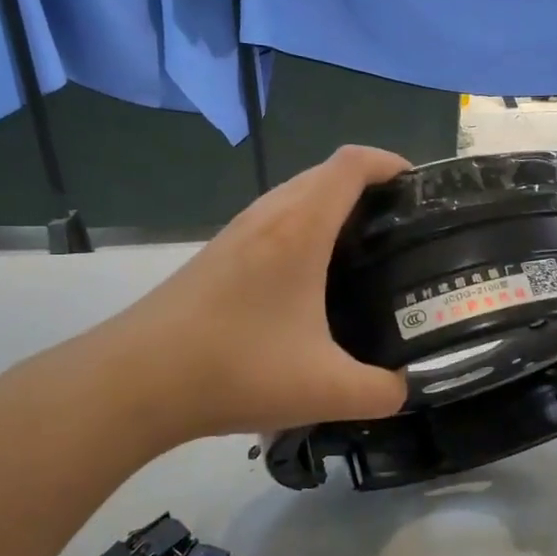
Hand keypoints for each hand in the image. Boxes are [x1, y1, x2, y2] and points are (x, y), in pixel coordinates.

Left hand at [107, 145, 411, 438]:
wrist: (135, 381)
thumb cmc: (236, 370)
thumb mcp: (327, 390)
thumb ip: (383, 392)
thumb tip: (405, 388)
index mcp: (300, 227)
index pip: (352, 163)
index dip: (391, 164)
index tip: (421, 191)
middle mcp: (267, 216)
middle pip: (326, 174)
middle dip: (370, 189)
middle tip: (403, 232)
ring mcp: (236, 233)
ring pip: (295, 198)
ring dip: (333, 210)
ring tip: (365, 255)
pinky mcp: (216, 256)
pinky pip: (273, 223)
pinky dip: (304, 232)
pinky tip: (312, 284)